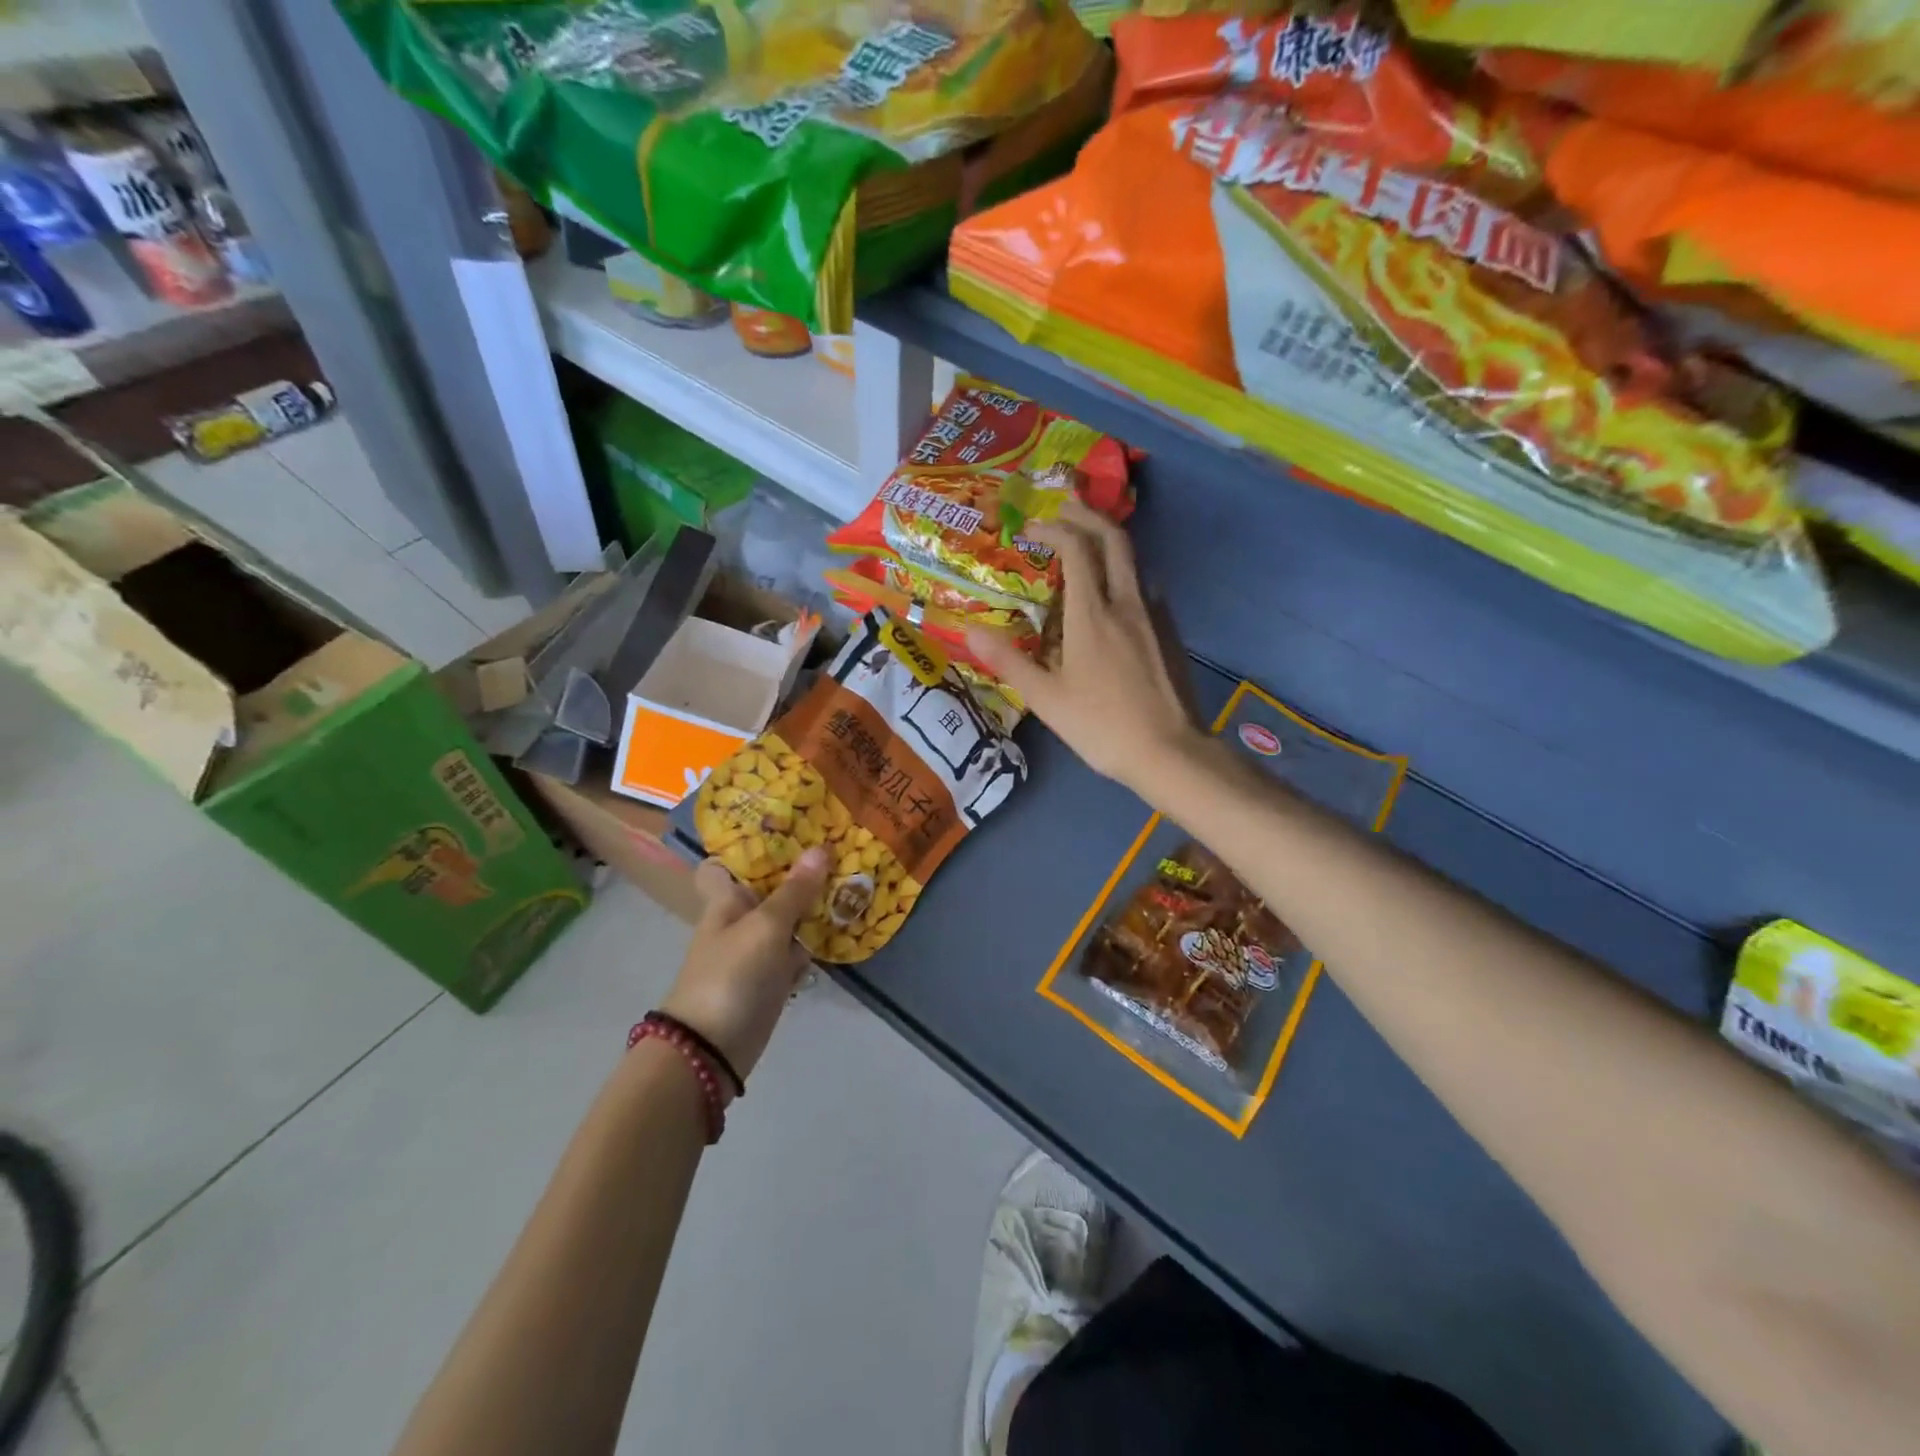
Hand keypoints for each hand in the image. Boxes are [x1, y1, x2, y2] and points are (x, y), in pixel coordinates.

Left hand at [659, 848, 829, 1082]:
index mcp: (727, 900)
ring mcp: (758, 949)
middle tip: (841, 844)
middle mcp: (741, 919)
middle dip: (801, 870)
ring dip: (815, 903)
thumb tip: (821, 848)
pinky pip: (798, 949)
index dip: (752, 845)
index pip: (729, 863)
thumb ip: (795, 891)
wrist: (712, 1048)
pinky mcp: (773, 976)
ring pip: (789, 917)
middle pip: (771, 886)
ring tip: (855, 875)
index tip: (789, 826)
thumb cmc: (731, 974)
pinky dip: (817, 939)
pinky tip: (846, 923)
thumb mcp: (766, 927)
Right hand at [967, 497, 1203, 795]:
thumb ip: (1009, 661)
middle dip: (1088, 515)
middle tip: (1065, 508)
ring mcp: (1155, 616)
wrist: (1169, 752)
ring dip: (1110, 542)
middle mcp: (1128, 603)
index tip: (1033, 528)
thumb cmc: (1101, 726)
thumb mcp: (1046, 699)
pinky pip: (1146, 588)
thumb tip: (970, 631)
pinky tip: (1115, 596)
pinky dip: (1126, 573)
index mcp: (1093, 614)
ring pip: (1135, 561)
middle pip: (1114, 539)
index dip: (1055, 528)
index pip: (1077, 549)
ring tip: (1087, 546)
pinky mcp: (1170, 634)